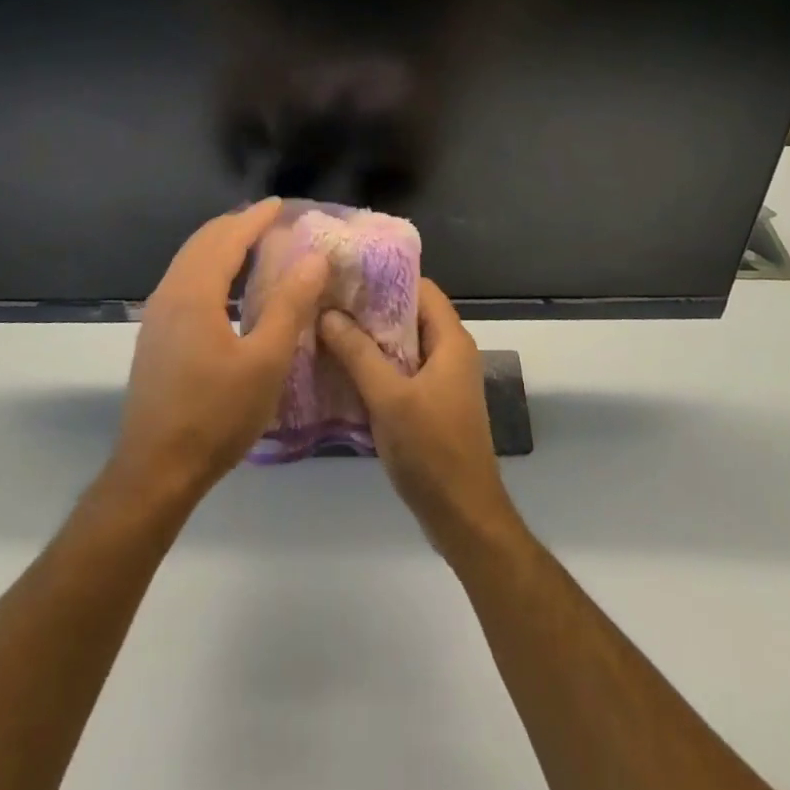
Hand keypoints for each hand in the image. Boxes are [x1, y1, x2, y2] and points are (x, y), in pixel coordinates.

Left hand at [108, 199, 328, 503]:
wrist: (156, 470)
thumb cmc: (216, 415)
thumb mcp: (266, 361)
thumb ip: (290, 305)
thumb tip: (314, 258)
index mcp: (195, 293)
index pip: (227, 238)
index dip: (254, 219)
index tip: (280, 204)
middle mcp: (170, 294)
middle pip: (203, 243)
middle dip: (235, 225)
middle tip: (269, 219)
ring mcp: (157, 317)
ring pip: (189, 262)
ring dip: (220, 245)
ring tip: (252, 244)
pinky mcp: (155, 337)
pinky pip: (184, 282)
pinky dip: (209, 267)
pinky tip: (228, 287)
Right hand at [319, 279, 520, 561]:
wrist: (463, 516)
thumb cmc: (431, 450)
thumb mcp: (389, 398)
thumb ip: (358, 354)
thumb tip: (328, 313)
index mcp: (451, 341)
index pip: (421, 288)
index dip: (386, 277)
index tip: (347, 272)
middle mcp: (451, 352)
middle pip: (409, 314)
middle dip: (370, 307)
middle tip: (327, 299)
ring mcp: (442, 379)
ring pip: (403, 344)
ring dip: (370, 338)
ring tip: (327, 328)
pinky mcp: (432, 403)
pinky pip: (402, 370)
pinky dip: (376, 365)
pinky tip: (342, 368)